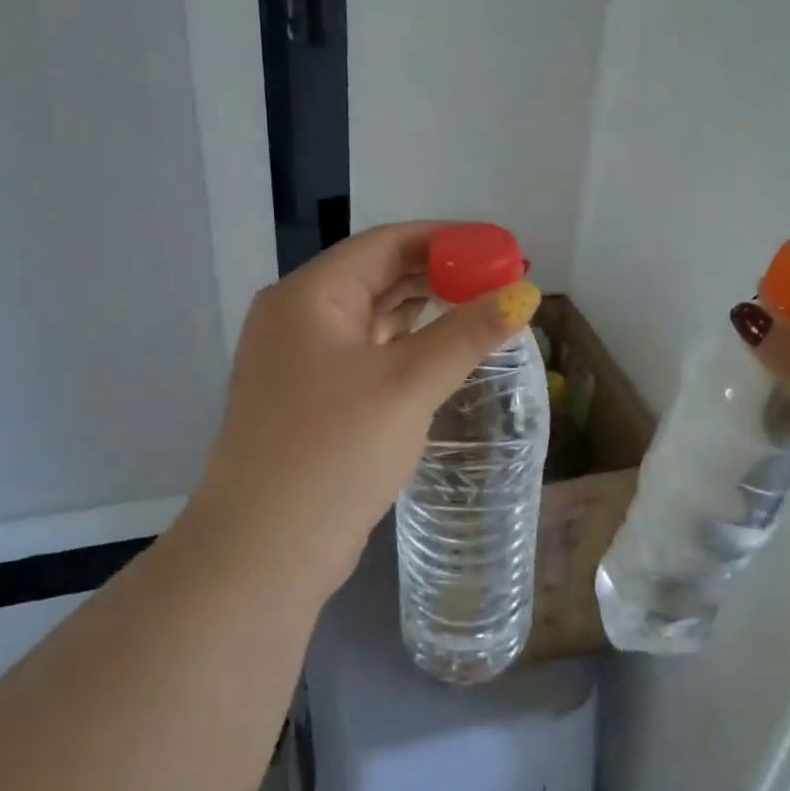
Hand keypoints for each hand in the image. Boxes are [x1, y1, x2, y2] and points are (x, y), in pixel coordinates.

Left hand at [190, 222, 541, 598]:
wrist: (264, 551)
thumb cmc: (334, 451)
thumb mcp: (407, 384)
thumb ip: (467, 333)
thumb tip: (525, 292)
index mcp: (309, 296)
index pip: (386, 243)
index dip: (448, 239)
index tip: (501, 248)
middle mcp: (297, 318)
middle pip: (379, 276)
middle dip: (441, 275)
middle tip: (502, 282)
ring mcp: (299, 362)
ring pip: (373, 318)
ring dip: (426, 311)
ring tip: (483, 310)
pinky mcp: (310, 400)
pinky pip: (366, 354)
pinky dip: (406, 347)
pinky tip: (442, 353)